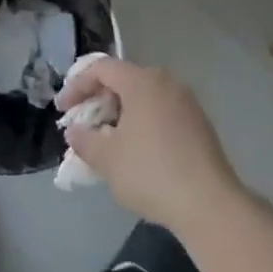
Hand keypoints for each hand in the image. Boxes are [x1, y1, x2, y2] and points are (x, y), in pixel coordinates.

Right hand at [57, 58, 241, 233]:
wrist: (209, 203)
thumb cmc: (150, 173)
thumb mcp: (106, 159)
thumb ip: (84, 139)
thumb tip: (75, 131)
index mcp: (142, 81)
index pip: (101, 68)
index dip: (77, 85)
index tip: (63, 110)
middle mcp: (166, 82)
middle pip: (124, 79)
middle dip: (99, 100)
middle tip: (84, 124)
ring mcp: (187, 102)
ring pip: (144, 96)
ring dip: (121, 113)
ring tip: (107, 140)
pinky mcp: (199, 123)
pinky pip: (161, 111)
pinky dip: (142, 122)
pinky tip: (136, 150)